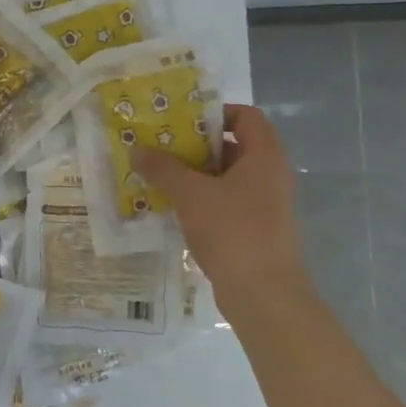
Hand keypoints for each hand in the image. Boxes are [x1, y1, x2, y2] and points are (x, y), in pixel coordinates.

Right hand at [130, 104, 311, 310]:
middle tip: (158, 146)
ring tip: (156, 175)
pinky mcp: (253, 230)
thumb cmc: (232, 231)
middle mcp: (269, 176)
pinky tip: (170, 207)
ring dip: (192, 174)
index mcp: (264, 157)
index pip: (246, 117)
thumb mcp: (190, 194)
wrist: (263, 294)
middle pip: (232, 147)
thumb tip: (136, 149)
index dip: (214, 113)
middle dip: (194, 145)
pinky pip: (224, 203)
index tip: (179, 120)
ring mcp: (263, 205)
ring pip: (225, 178)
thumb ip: (163, 168)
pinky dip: (199, 200)